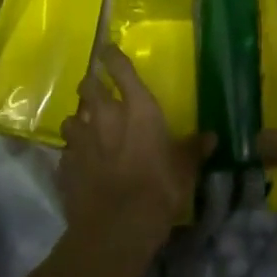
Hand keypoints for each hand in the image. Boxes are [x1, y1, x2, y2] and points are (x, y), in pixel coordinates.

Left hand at [59, 46, 211, 255]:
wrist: (117, 227)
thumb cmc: (158, 189)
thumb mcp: (185, 169)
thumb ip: (193, 149)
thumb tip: (211, 137)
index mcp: (137, 108)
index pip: (120, 69)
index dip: (112, 55)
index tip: (106, 48)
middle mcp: (105, 116)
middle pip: (88, 86)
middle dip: (90, 84)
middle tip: (96, 89)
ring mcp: (81, 140)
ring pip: (72, 118)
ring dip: (79, 121)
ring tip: (86, 129)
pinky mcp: (65, 165)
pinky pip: (67, 152)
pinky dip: (73, 154)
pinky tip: (81, 164)